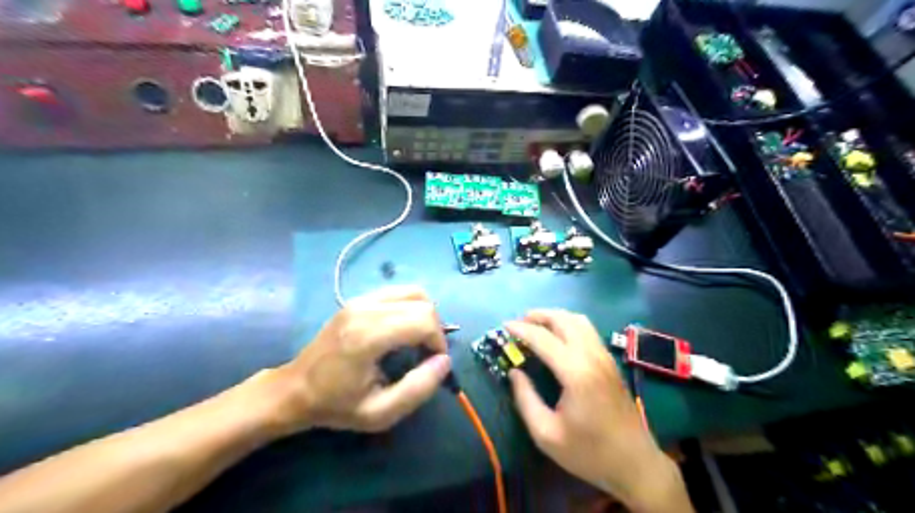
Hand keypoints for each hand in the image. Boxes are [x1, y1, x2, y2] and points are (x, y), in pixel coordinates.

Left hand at [267, 287, 450, 435]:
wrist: (294, 389)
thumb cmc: (336, 405)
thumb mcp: (380, 413)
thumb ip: (418, 389)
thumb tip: (444, 361)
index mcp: (368, 336)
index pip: (424, 321)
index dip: (439, 342)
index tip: (434, 363)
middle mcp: (365, 309)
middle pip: (423, 304)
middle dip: (435, 329)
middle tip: (426, 354)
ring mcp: (360, 300)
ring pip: (414, 292)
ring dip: (425, 315)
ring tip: (417, 340)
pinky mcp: (358, 298)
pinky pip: (399, 292)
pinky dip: (411, 307)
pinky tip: (403, 329)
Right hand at [504, 310, 688, 509]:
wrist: (635, 464)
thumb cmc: (589, 452)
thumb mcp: (546, 434)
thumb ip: (525, 399)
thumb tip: (514, 372)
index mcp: (576, 373)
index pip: (544, 338)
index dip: (521, 329)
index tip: (504, 326)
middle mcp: (592, 357)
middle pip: (564, 320)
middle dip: (539, 315)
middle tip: (519, 322)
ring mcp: (605, 357)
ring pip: (579, 321)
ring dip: (555, 317)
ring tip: (536, 326)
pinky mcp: (611, 362)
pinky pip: (588, 330)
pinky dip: (569, 324)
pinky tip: (558, 337)